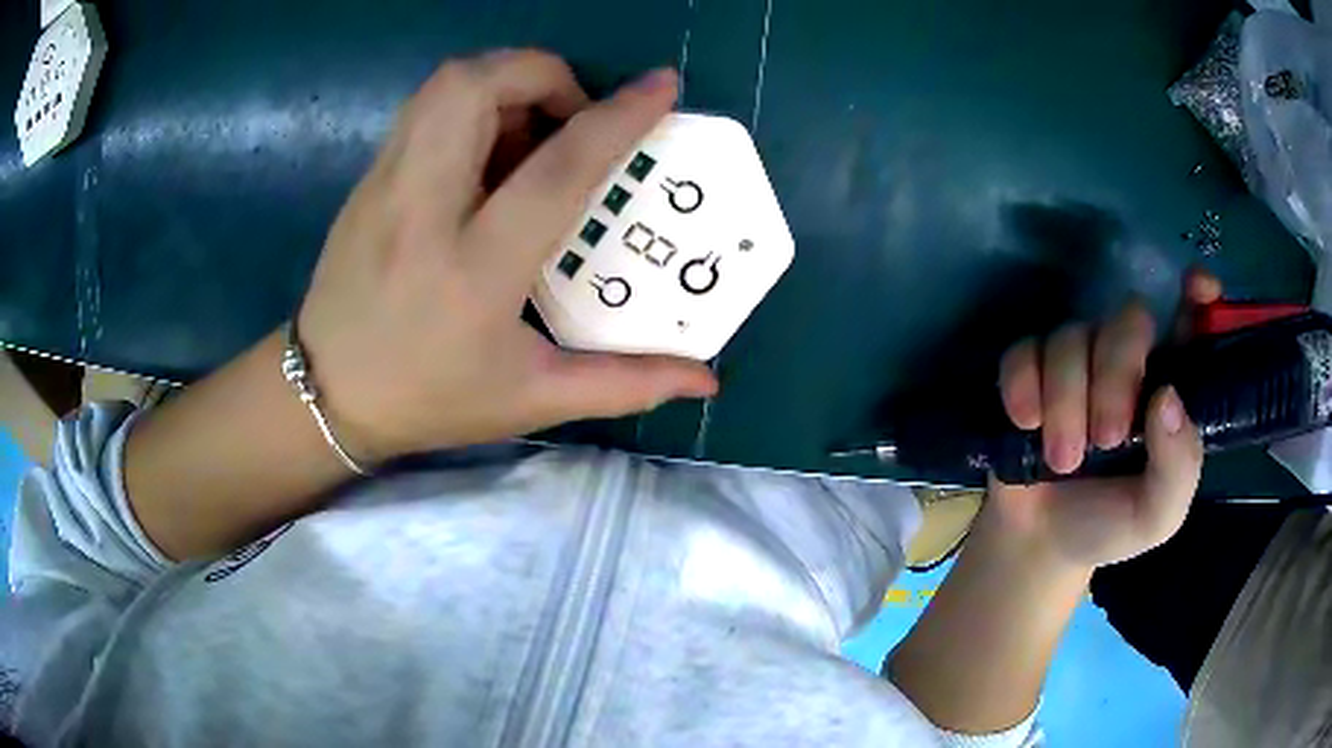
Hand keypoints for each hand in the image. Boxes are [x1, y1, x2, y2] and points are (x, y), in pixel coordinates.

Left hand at [296, 51, 717, 462]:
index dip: (618, 118)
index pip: (556, 168)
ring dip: (505, 82)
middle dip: (543, 74)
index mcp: (474, 269)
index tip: (661, 87)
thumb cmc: (430, 399)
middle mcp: (423, 208)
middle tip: (573, 118)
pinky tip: (486, 151)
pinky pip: (425, 108)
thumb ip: (625, 383)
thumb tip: (706, 380)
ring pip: (445, 84)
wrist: (325, 392)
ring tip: (532, 131)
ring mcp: (385, 184)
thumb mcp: (532, 399)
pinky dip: (470, 103)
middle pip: (477, 87)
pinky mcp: (368, 178)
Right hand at [984, 270, 1222, 570]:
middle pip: (1128, 320)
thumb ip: (1178, 466)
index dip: (1198, 296)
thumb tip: (1167, 397)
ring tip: (1061, 462)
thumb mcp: (1157, 514)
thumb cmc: (1110, 526)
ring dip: (1065, 401)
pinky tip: (1025, 423)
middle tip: (1105, 441)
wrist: (1042, 543)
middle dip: (1115, 376)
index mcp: (1168, 387)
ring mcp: (1078, 363)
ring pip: (1072, 337)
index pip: (1191, 323)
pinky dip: (1022, 385)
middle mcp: (1127, 362)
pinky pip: (1024, 351)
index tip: (1197, 286)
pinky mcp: (1029, 371)